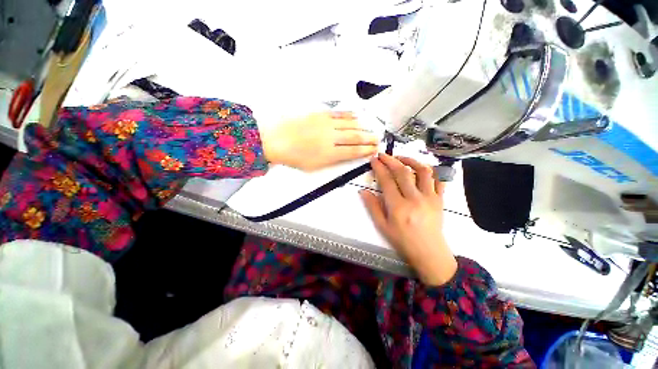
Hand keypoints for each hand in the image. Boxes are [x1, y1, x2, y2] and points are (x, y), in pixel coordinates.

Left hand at [260, 112, 378, 170]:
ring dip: (362, 127)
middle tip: (377, 139)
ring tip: (370, 129)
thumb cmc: (294, 157)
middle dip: (369, 138)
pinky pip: (339, 114)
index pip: (353, 152)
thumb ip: (332, 161)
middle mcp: (331, 137)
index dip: (366, 151)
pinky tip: (356, 117)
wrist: (276, 140)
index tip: (374, 150)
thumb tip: (345, 155)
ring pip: (350, 124)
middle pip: (355, 137)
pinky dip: (350, 116)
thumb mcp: (314, 166)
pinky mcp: (320, 114)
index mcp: (330, 153)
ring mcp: (326, 124)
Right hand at [360, 154, 457, 285]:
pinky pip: (438, 180)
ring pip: (423, 171)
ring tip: (402, 158)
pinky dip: (430, 171)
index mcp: (398, 207)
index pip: (386, 181)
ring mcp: (430, 198)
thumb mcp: (382, 226)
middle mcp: (415, 199)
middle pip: (402, 172)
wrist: (429, 253)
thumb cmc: (402, 241)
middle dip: (391, 160)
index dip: (379, 168)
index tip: (374, 160)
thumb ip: (372, 207)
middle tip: (383, 155)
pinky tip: (420, 170)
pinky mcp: (440, 199)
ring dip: (411, 160)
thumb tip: (363, 191)